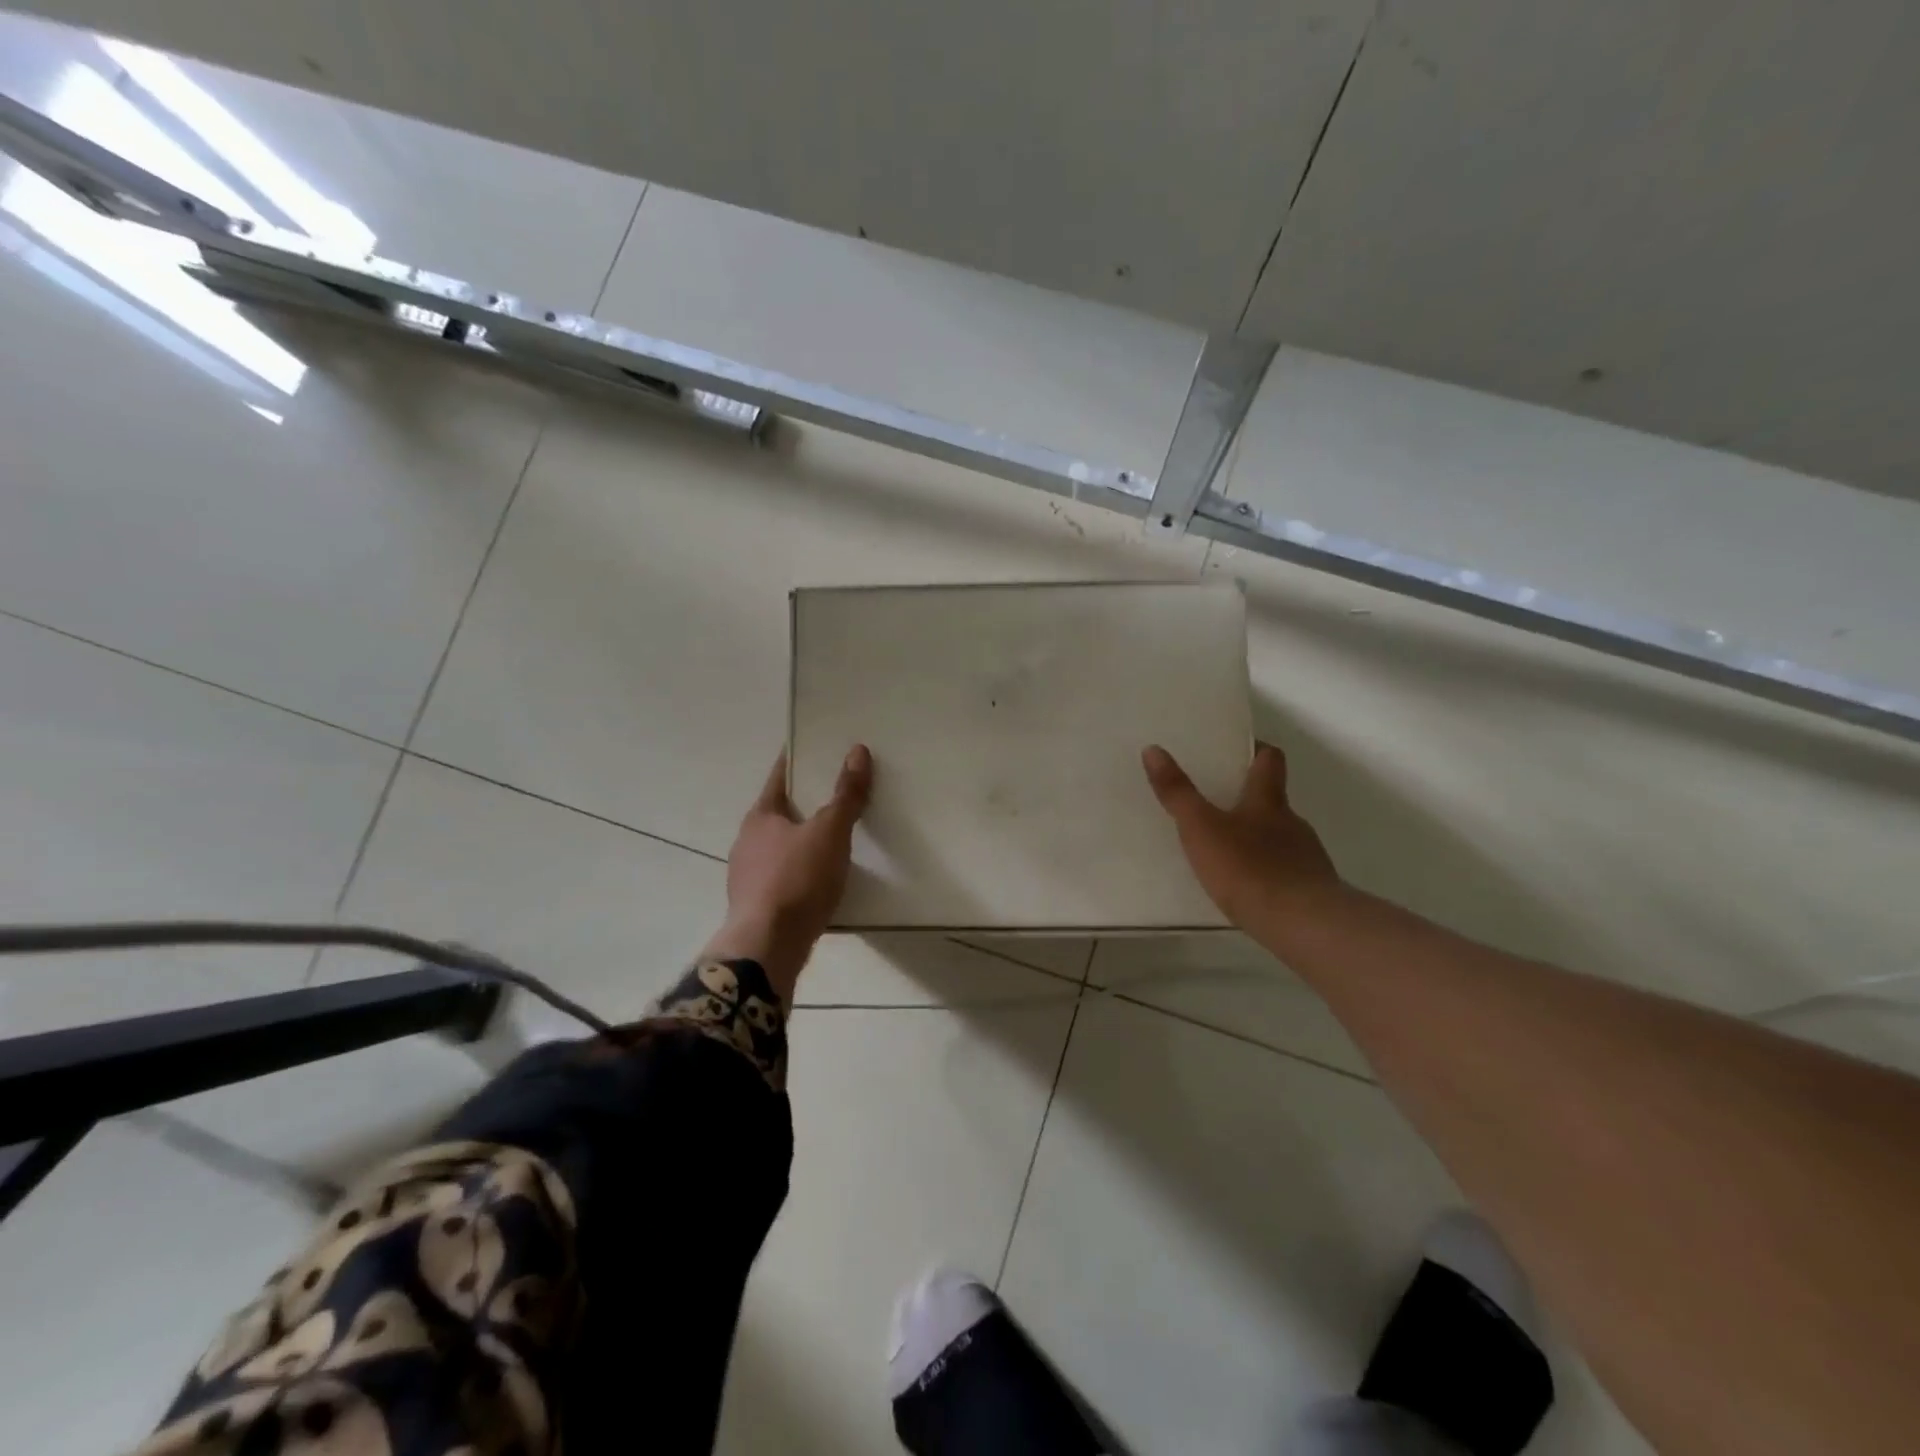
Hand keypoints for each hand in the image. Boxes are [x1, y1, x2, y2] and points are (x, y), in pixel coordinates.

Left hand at [700, 746, 873, 1000]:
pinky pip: (783, 876)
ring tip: (835, 838)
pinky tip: (821, 879)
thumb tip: (858, 752)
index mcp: (760, 816)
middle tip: (838, 792)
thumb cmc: (797, 880)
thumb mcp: (829, 833)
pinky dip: (801, 870)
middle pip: (780, 812)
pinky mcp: (757, 905)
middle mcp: (747, 841)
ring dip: (803, 840)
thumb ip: (845, 795)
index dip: (799, 761)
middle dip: (805, 802)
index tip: (817, 748)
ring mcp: (747, 876)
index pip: (779, 777)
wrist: (767, 947)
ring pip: (780, 846)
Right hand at [1142, 741, 1339, 928]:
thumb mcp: (1201, 829)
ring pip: (1281, 838)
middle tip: (1218, 804)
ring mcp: (1306, 858)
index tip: (1240, 750)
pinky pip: (1286, 872)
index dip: (1257, 750)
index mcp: (1268, 802)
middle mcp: (1292, 823)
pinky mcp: (1310, 891)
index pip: (1270, 761)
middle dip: (1250, 800)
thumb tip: (1153, 749)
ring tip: (1228, 852)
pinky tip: (1248, 888)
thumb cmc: (1248, 868)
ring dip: (1258, 839)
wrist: (1303, 925)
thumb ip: (1178, 793)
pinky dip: (1267, 872)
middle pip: (1274, 800)